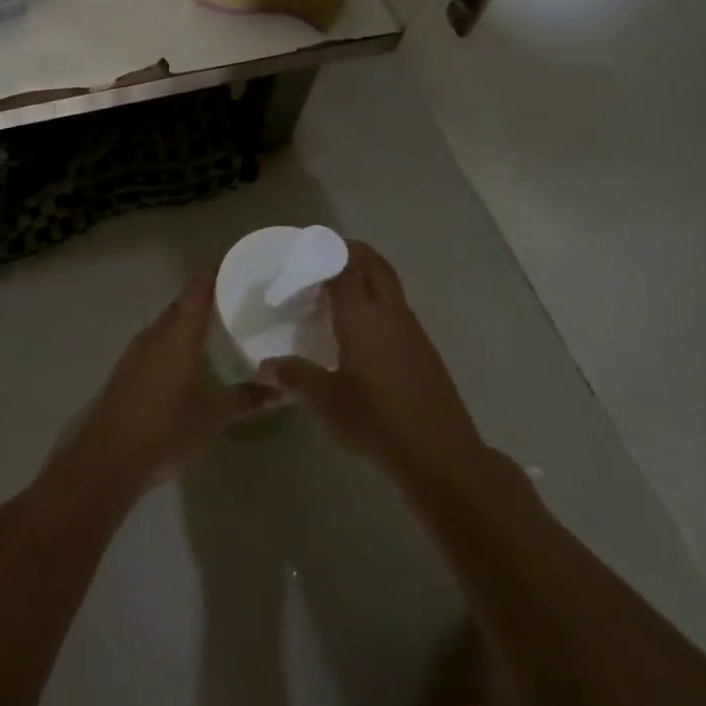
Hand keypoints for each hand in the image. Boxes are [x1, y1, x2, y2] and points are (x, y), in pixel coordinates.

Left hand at [55, 276, 280, 498]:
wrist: (108, 459)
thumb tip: (281, 390)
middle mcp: (156, 334)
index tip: (239, 266)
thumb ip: (246, 400)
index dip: (216, 272)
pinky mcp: (127, 369)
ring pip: (168, 323)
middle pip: (183, 304)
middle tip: (238, 302)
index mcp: (178, 334)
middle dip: (207, 298)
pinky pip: (156, 342)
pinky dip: (175, 341)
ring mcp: (137, 351)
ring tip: (219, 329)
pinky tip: (190, 360)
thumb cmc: (166, 430)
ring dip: (189, 322)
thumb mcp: (213, 417)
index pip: (198, 288)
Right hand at [259, 241, 487, 489]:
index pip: (344, 266)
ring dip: (366, 275)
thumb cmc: (377, 421)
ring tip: (336, 290)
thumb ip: (295, 376)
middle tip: (321, 258)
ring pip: (388, 283)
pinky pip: (396, 307)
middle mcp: (388, 312)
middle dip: (350, 251)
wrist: (441, 454)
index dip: (325, 251)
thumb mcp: (327, 400)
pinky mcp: (423, 347)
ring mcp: (411, 328)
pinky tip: (360, 329)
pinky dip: (377, 300)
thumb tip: (264, 366)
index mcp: (362, 316)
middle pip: (373, 263)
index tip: (303, 250)